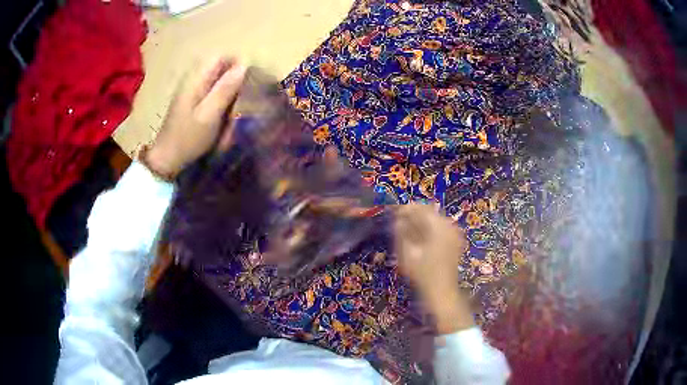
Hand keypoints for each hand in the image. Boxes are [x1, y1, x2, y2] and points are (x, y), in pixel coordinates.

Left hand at [145, 57, 246, 177]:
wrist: (167, 158)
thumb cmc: (188, 137)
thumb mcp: (209, 114)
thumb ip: (225, 89)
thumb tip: (244, 66)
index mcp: (196, 78)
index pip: (221, 57)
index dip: (237, 65)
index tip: (248, 81)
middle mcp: (193, 79)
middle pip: (220, 67)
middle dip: (234, 78)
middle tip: (242, 98)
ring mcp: (191, 90)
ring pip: (217, 79)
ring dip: (228, 90)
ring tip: (234, 107)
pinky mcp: (191, 101)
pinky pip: (212, 91)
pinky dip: (221, 98)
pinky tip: (223, 113)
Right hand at [394, 204, 473, 332]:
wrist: (442, 292)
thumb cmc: (423, 274)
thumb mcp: (407, 254)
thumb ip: (401, 233)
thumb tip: (398, 219)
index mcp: (438, 227)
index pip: (421, 208)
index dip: (406, 209)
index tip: (394, 213)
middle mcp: (449, 226)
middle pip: (429, 212)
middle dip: (414, 215)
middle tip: (399, 223)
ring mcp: (454, 234)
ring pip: (435, 220)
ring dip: (421, 222)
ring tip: (407, 231)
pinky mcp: (455, 241)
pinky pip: (440, 228)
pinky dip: (429, 230)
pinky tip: (419, 239)